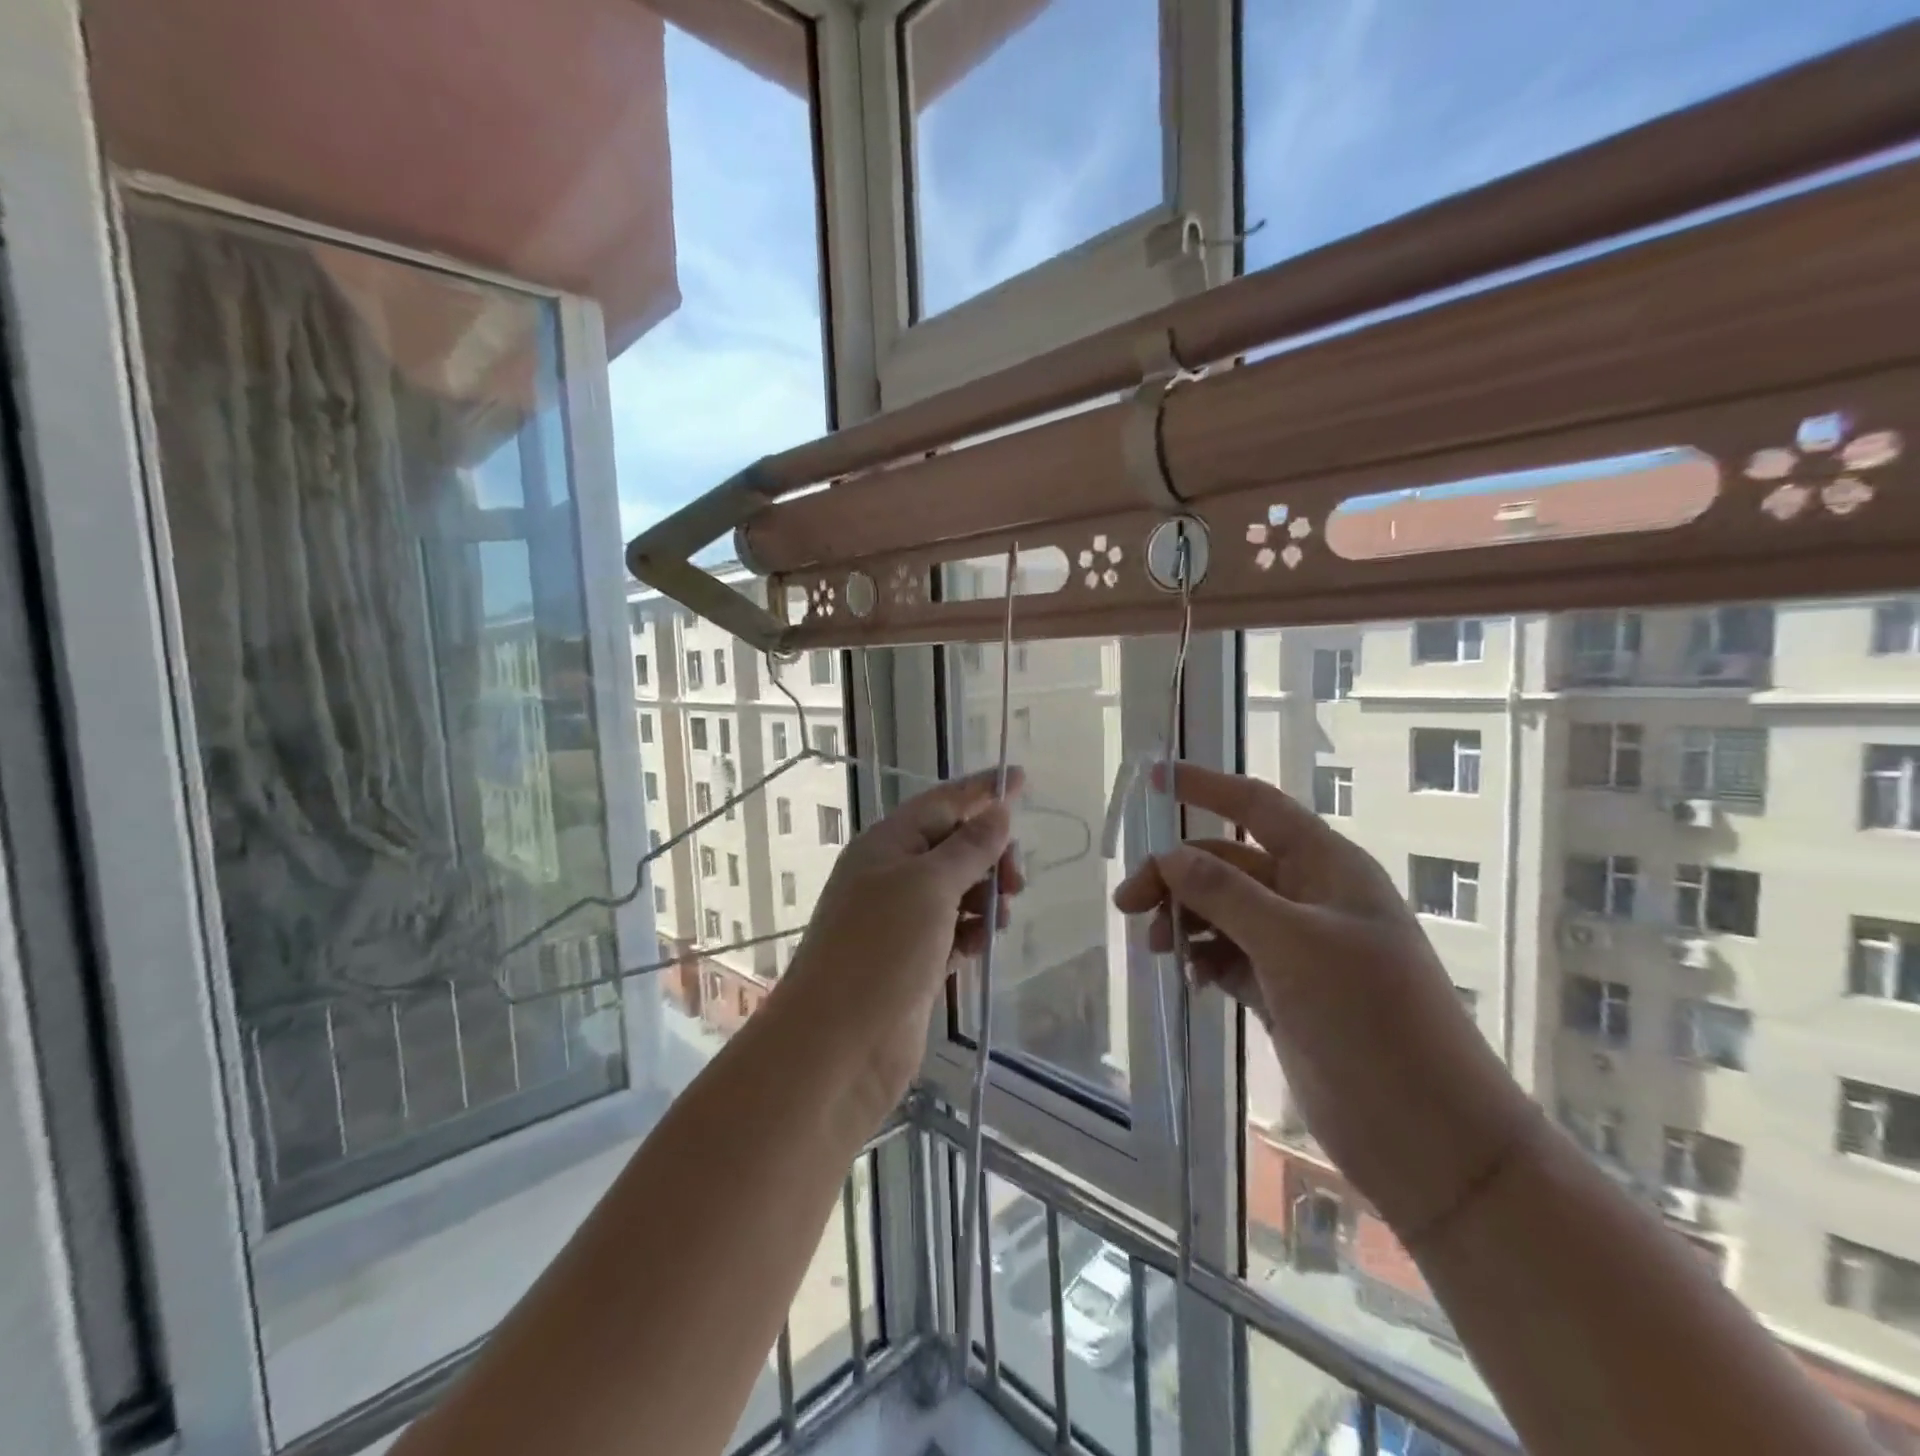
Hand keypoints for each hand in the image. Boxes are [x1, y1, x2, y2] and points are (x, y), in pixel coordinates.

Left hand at [781, 767, 1026, 1118]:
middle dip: (990, 854)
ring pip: (957, 890)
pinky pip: (954, 930)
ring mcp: (901, 920)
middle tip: (1016, 881)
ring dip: (986, 895)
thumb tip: (998, 811)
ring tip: (1001, 917)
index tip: (1022, 778)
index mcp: (887, 844)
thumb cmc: (880, 949)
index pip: (941, 802)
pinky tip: (984, 944)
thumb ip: (969, 847)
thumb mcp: (929, 886)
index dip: (981, 790)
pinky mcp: (913, 960)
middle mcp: (891, 875)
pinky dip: (974, 931)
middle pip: (953, 846)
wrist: (838, 1044)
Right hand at [1113, 764, 1533, 1238]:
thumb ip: (1227, 894)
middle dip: (1176, 874)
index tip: (1153, 778)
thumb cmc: (1374, 1022)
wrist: (1431, 1138)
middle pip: (1226, 863)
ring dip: (1185, 918)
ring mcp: (1297, 948)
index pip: (1257, 807)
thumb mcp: (1295, 946)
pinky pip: (1228, 956)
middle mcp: (1311, 899)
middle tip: (1130, 905)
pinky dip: (1203, 958)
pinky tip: (1189, 979)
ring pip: (1222, 911)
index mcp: (1327, 869)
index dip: (1206, 786)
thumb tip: (1170, 856)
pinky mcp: (1285, 992)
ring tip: (1159, 948)